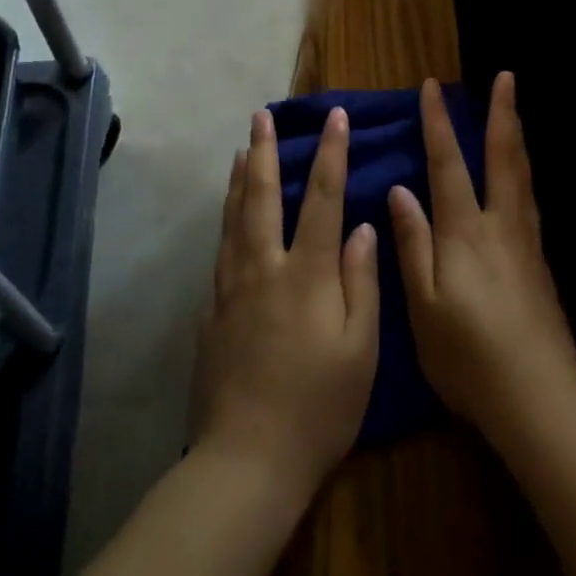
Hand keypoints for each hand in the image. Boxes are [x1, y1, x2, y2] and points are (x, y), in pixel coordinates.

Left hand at [192, 107, 378, 500]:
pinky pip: (220, 250)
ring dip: (239, 178)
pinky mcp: (212, 312)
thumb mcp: (361, 350)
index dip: (331, 153)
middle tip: (261, 115)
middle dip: (265, 151)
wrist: (248, 460)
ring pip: (233, 218)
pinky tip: (227, 214)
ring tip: (240, 148)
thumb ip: (362, 282)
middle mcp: (264, 269)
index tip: (335, 117)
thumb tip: (364, 228)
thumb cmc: (319, 408)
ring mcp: (232, 289)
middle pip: (262, 196)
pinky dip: (224, 220)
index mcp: (307, 274)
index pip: (322, 198)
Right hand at [390, 74, 575, 445]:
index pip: (448, 164)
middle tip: (506, 76)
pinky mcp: (540, 262)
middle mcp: (500, 226)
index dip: (438, 124)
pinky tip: (522, 175)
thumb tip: (400, 191)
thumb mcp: (423, 306)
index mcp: (465, 233)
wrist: (538, 397)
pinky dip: (524, 170)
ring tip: (514, 109)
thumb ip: (413, 244)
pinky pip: (530, 198)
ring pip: (522, 174)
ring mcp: (526, 242)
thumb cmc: (468, 357)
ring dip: (516, 135)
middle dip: (501, 113)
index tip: (431, 88)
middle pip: (502, 157)